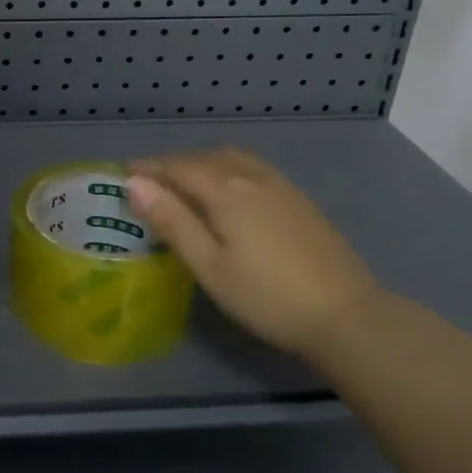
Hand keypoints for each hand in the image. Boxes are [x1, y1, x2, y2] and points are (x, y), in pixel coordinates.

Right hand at [127, 149, 377, 359]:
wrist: (347, 315)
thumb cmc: (268, 297)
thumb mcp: (210, 267)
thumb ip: (173, 222)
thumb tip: (136, 184)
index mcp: (226, 191)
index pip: (177, 167)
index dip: (149, 167)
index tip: (124, 171)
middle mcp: (252, 176)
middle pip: (203, 158)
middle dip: (172, 164)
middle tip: (149, 181)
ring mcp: (280, 185)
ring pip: (230, 158)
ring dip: (201, 162)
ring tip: (184, 181)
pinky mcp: (298, 198)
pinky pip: (251, 166)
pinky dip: (226, 166)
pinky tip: (228, 188)